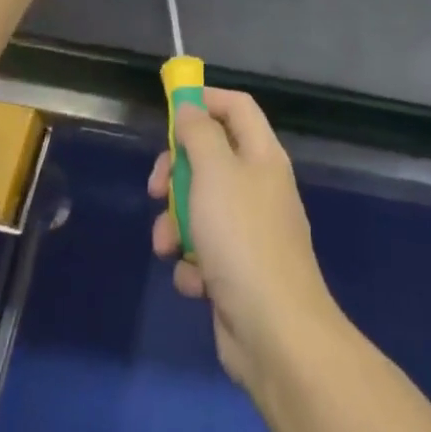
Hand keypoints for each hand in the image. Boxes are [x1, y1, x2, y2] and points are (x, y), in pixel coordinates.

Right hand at [149, 90, 342, 391]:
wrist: (274, 331)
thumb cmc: (242, 238)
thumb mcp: (214, 173)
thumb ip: (199, 134)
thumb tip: (191, 105)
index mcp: (262, 155)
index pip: (237, 107)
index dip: (205, 100)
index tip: (170, 110)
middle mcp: (259, 186)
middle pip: (210, 157)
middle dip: (177, 172)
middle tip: (156, 188)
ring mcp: (249, 230)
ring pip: (199, 208)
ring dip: (176, 226)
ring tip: (169, 247)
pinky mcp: (236, 270)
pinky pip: (203, 251)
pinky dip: (193, 264)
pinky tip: (196, 282)